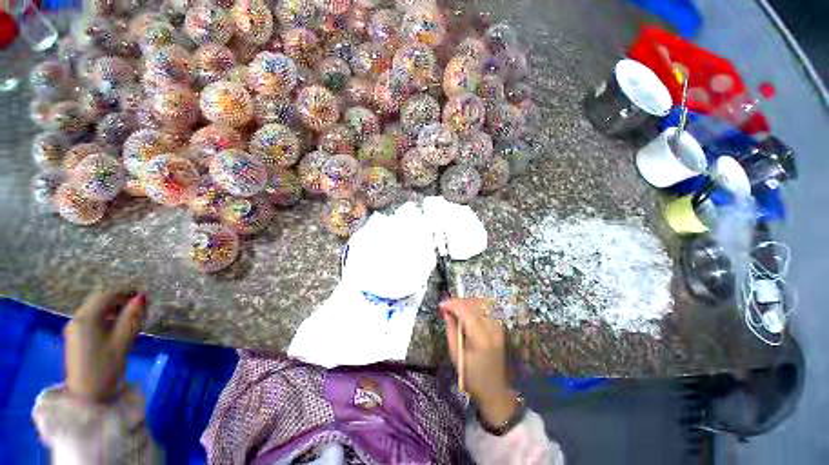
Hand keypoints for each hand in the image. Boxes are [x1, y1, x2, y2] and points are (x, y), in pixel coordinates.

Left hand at [64, 290, 146, 401]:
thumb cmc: (105, 368)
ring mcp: (75, 328)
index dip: (126, 291)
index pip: (106, 294)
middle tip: (141, 306)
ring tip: (133, 316)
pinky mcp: (76, 336)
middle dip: (120, 299)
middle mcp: (77, 319)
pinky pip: (93, 319)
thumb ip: (132, 317)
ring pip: (96, 309)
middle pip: (100, 300)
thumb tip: (142, 297)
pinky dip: (107, 317)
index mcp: (86, 319)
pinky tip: (118, 327)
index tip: (144, 295)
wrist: (86, 395)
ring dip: (115, 308)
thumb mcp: (122, 341)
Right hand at [441, 298, 518, 426]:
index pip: (466, 311)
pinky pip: (486, 310)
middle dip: (459, 301)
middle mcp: (492, 329)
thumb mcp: (456, 355)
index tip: (441, 305)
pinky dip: (474, 307)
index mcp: (480, 339)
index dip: (452, 304)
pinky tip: (466, 314)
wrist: (494, 390)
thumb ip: (451, 330)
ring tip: (455, 310)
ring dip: (467, 303)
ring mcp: (498, 328)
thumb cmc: (471, 376)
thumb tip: (446, 312)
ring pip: (482, 304)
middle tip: (447, 307)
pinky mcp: (500, 328)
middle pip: (475, 304)